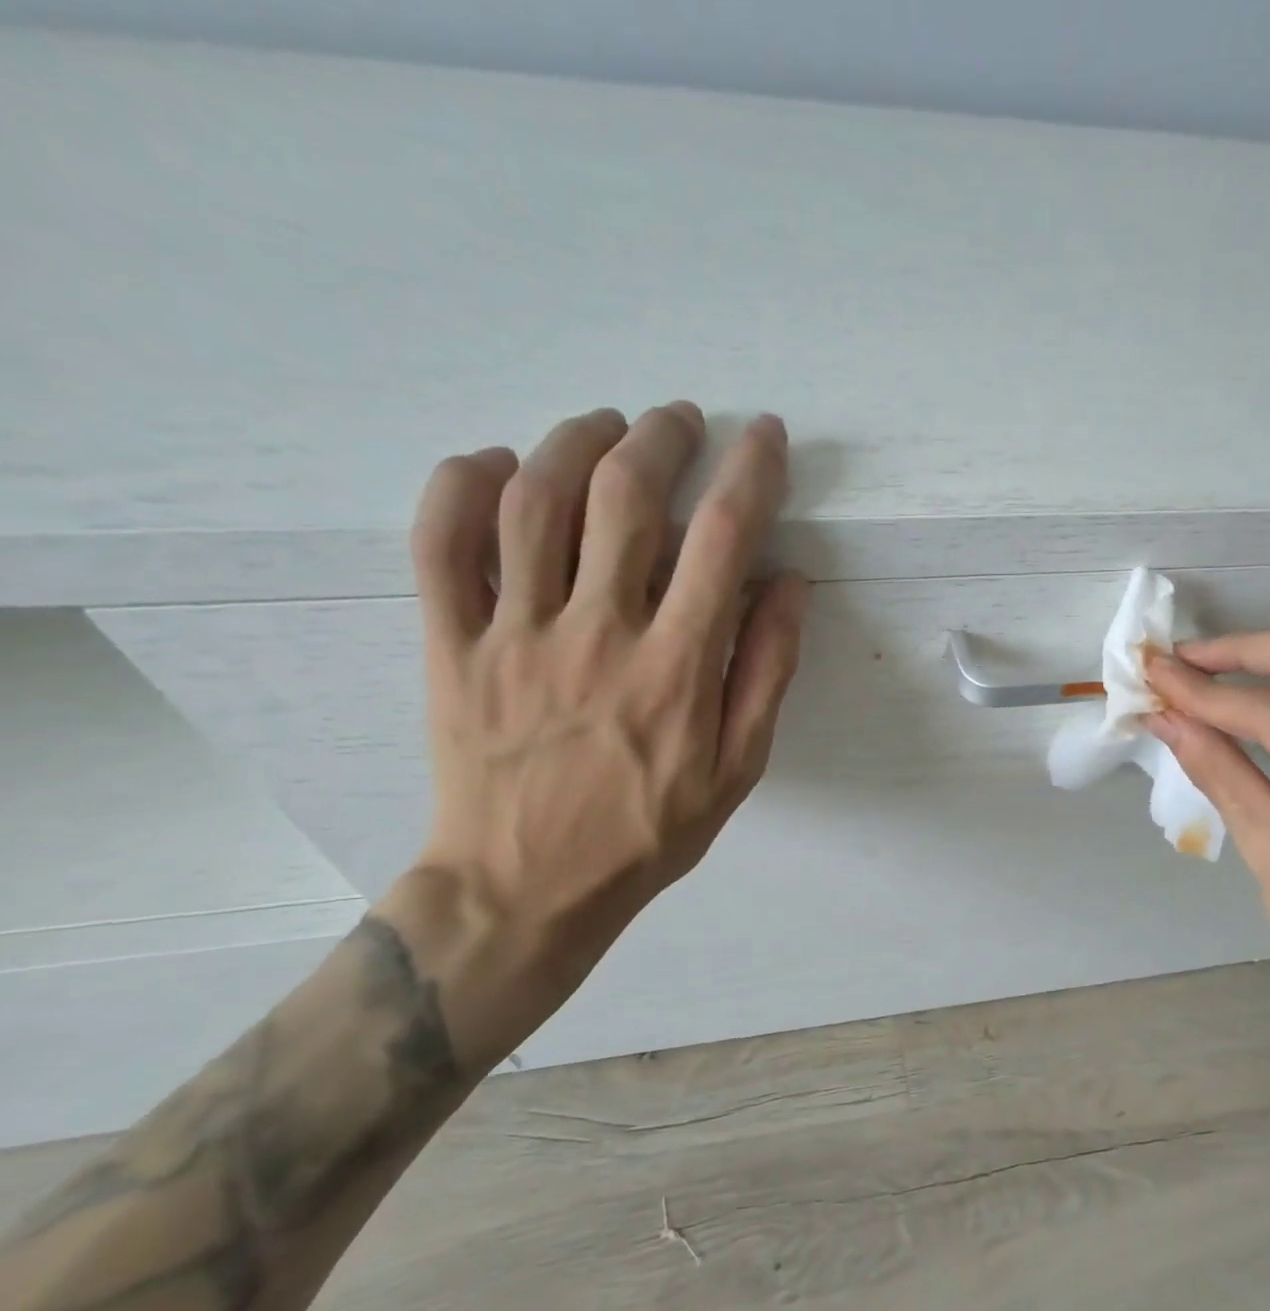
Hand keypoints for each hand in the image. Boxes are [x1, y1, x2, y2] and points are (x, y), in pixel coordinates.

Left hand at [405, 403, 808, 1053]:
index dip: (752, 472)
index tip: (766, 437)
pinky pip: (439, 542)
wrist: (523, 889)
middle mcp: (597, 632)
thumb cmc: (647, 832)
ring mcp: (514, 634)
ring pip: (534, 499)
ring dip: (576, 440)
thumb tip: (788, 583)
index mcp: (676, 667)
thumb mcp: (738, 769)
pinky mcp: (451, 645)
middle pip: (626, 495)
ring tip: (606, 426)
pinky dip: (463, 484)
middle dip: (662, 437)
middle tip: (682, 421)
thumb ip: (768, 671)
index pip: (724, 539)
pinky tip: (499, 465)